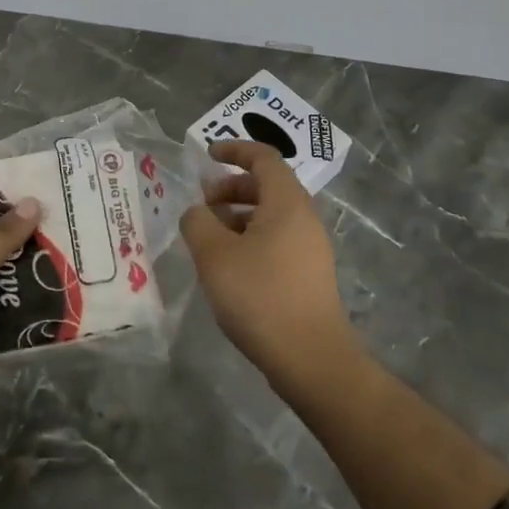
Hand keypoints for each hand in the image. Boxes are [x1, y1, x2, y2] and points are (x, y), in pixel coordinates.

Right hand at [180, 140, 353, 382]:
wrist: (310, 358)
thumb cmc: (260, 296)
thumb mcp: (214, 255)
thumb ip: (198, 223)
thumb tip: (198, 213)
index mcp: (286, 203)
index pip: (264, 158)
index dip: (235, 150)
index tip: (208, 155)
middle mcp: (304, 218)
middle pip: (268, 186)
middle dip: (232, 187)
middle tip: (203, 204)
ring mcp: (310, 248)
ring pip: (271, 216)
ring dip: (238, 216)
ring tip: (209, 238)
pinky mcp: (308, 275)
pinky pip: (276, 240)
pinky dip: (250, 238)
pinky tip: (229, 267)